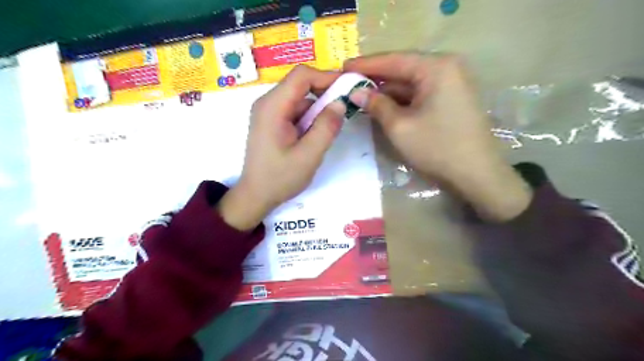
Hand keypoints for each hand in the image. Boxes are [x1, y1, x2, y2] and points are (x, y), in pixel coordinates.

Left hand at [217, 65, 347, 228]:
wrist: (256, 195)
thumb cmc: (280, 178)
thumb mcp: (309, 155)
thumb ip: (326, 127)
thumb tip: (340, 103)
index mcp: (273, 107)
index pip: (302, 76)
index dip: (327, 77)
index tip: (348, 88)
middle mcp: (267, 103)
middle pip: (300, 85)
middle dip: (324, 94)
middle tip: (343, 110)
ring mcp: (268, 112)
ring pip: (299, 99)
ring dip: (317, 109)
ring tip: (329, 129)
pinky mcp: (271, 122)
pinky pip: (295, 111)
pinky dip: (309, 118)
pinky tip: (313, 136)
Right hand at [344, 52, 530, 222]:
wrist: (477, 174)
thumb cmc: (437, 148)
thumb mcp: (399, 127)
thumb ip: (376, 105)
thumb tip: (356, 93)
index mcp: (437, 67)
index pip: (393, 60)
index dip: (365, 65)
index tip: (342, 68)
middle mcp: (447, 68)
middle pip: (403, 69)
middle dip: (376, 79)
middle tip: (348, 83)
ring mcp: (452, 83)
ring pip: (411, 83)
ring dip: (387, 91)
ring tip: (360, 96)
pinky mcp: (452, 98)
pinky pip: (420, 93)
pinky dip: (401, 100)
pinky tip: (383, 106)